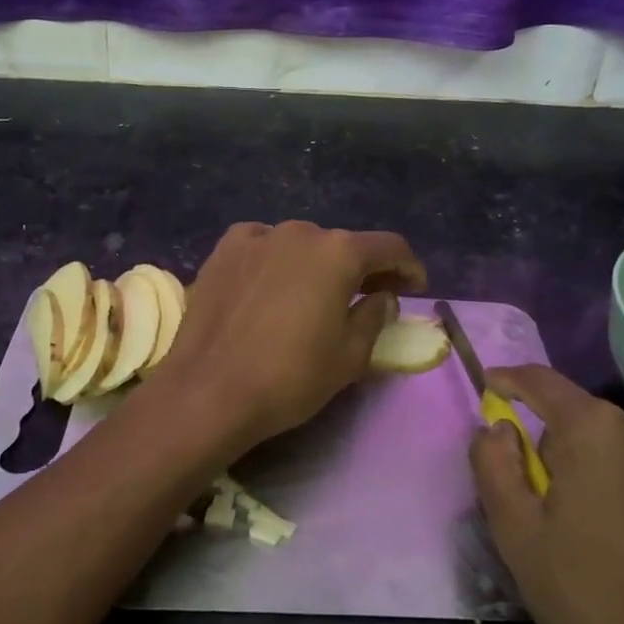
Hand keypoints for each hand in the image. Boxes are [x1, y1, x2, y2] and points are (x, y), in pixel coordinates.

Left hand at [148, 221, 425, 455]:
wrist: (209, 391)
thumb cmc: (290, 378)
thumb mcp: (351, 356)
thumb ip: (375, 316)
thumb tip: (382, 296)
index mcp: (339, 253)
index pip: (389, 247)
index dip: (408, 267)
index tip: (414, 288)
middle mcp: (300, 232)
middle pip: (342, 246)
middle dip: (359, 269)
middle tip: (365, 298)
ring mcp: (257, 237)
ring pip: (300, 245)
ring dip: (315, 265)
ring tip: (311, 296)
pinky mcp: (223, 250)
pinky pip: (262, 247)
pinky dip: (275, 261)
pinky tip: (270, 285)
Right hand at [469, 365, 623, 623]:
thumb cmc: (584, 597)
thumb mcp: (513, 530)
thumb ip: (492, 462)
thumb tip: (497, 427)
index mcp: (598, 429)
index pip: (542, 383)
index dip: (510, 380)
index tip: (489, 386)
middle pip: (583, 420)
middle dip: (556, 447)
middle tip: (544, 505)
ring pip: (622, 447)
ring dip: (598, 469)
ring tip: (593, 531)